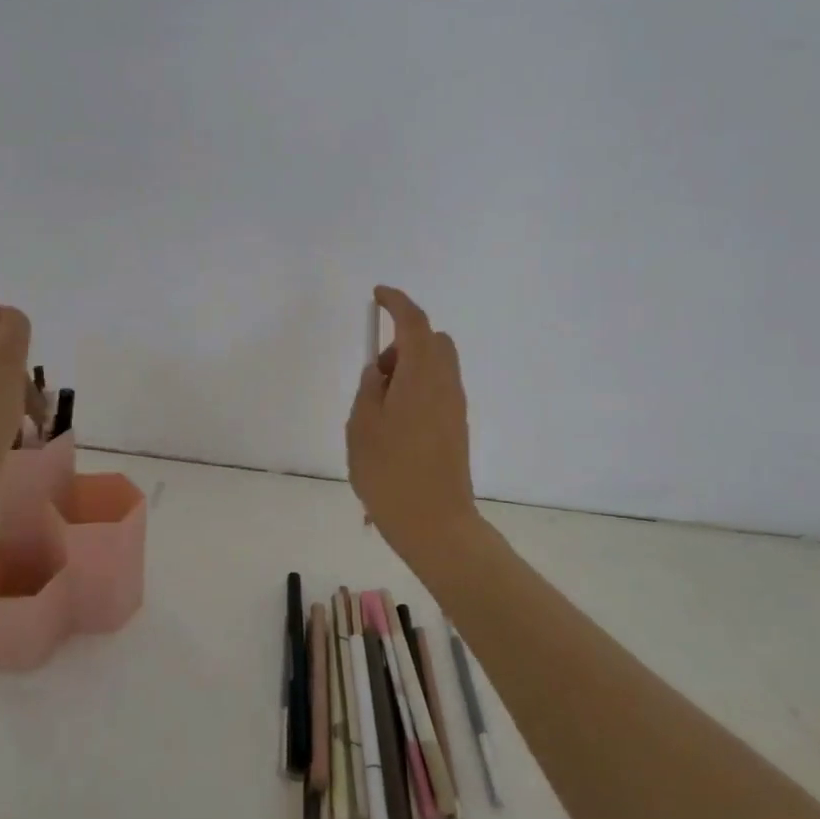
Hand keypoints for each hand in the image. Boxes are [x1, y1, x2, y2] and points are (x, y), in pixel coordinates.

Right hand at [345, 286, 479, 558]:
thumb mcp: (363, 426)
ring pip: (436, 367)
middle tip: (376, 373)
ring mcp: (455, 407)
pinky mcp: (456, 428)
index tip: (377, 295)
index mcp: (422, 375)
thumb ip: (369, 389)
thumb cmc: (390, 472)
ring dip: (409, 370)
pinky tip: (393, 427)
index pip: (414, 322)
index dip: (396, 302)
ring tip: (379, 407)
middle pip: (432, 342)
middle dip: (403, 342)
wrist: (435, 523)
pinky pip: (437, 391)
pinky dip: (416, 391)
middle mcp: (446, 384)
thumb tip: (380, 372)